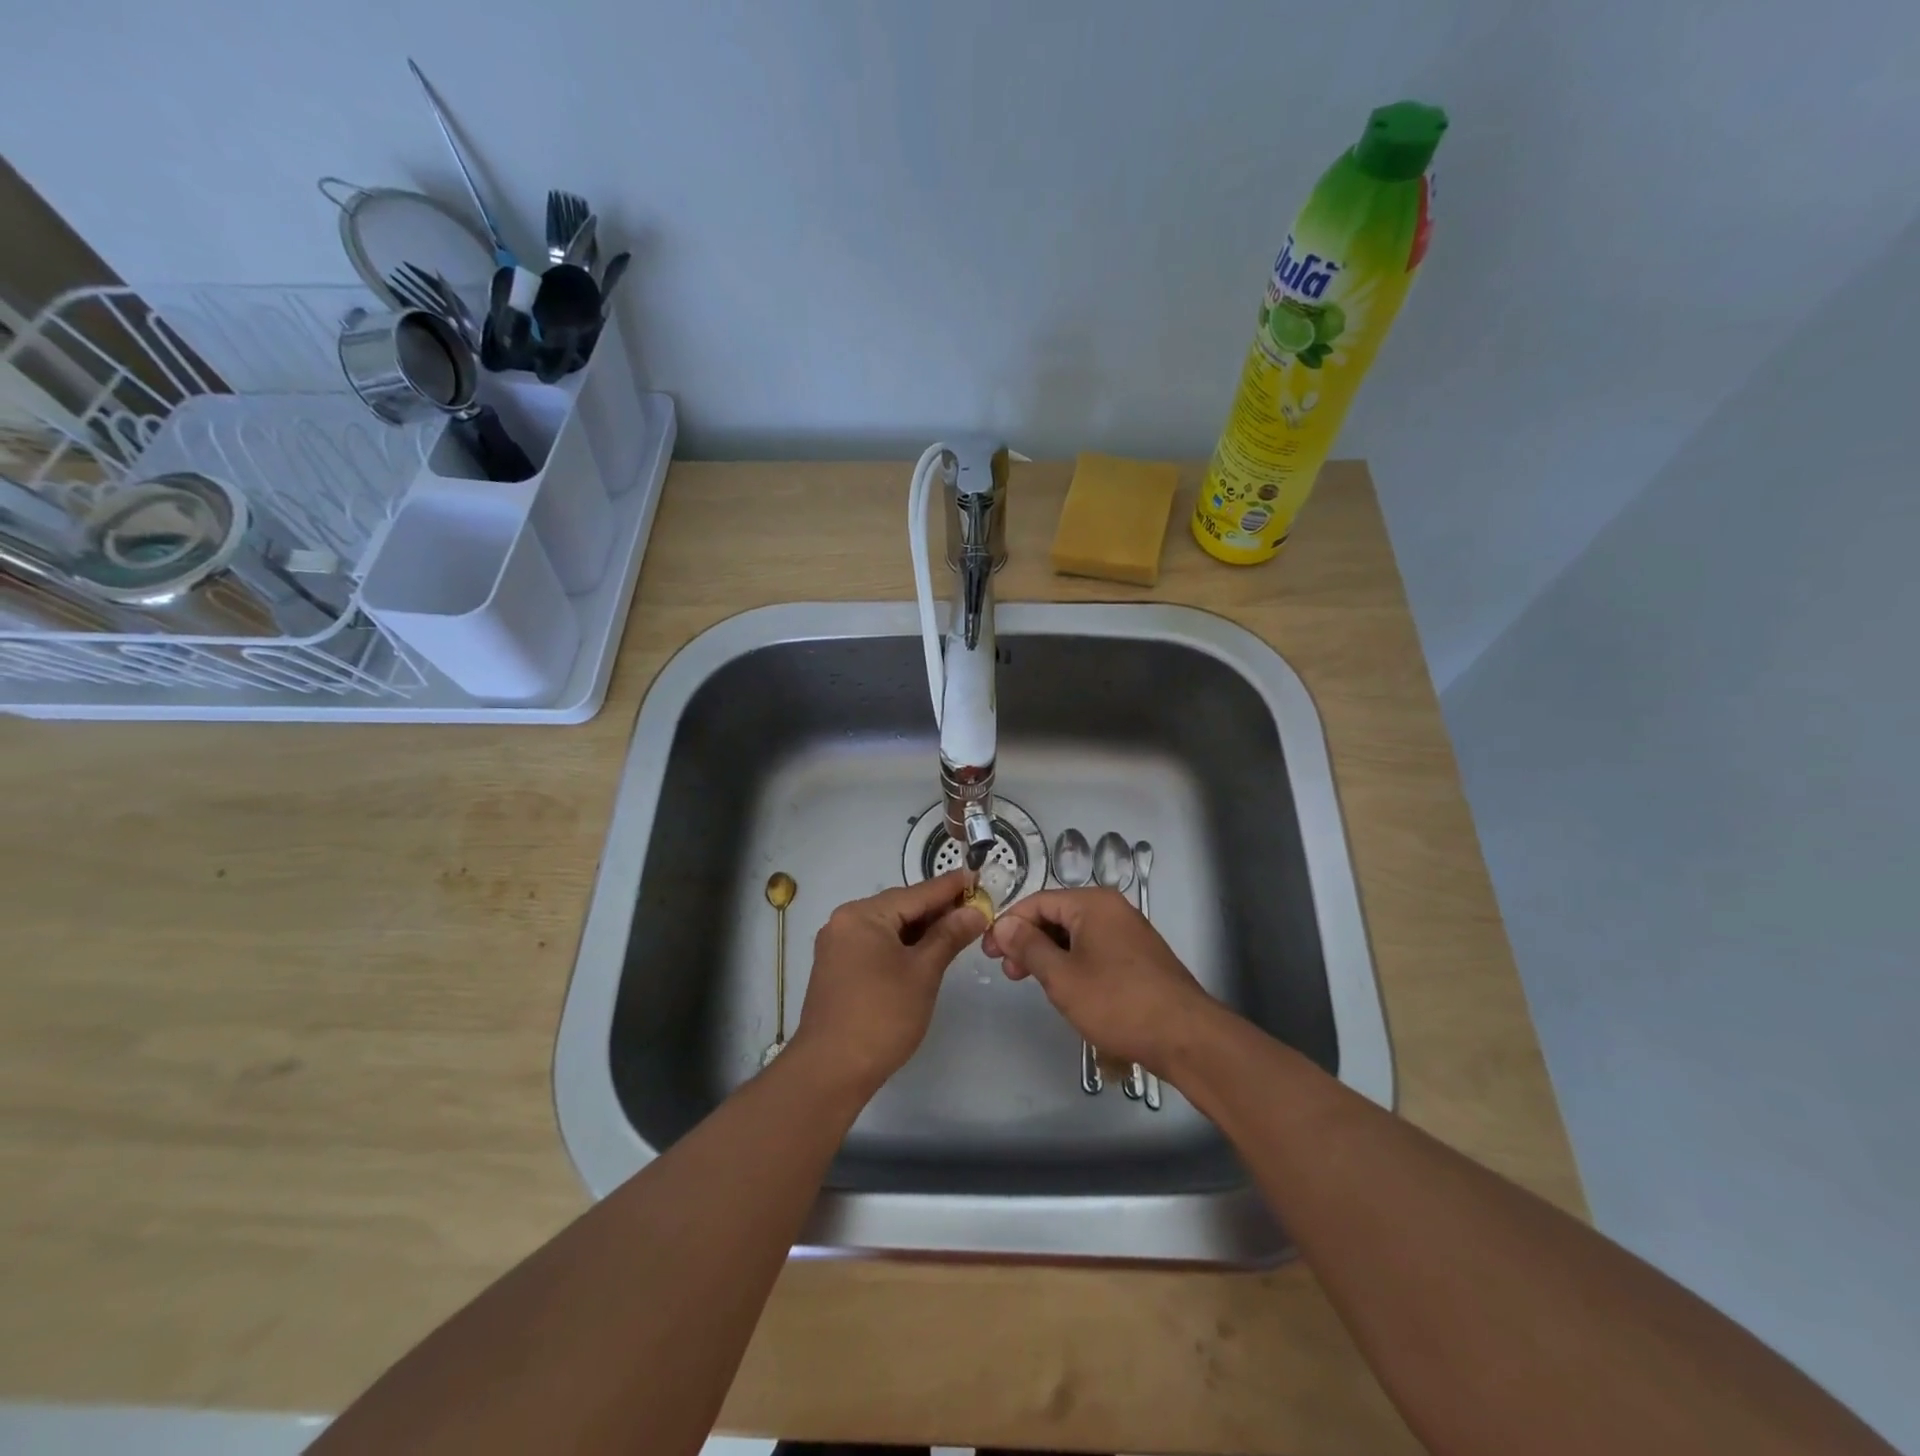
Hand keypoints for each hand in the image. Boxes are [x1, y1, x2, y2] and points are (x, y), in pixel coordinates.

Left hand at [788, 869, 986, 1097]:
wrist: (831, 1071)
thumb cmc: (882, 1016)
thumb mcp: (923, 972)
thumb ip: (949, 936)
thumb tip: (975, 910)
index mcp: (862, 915)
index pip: (917, 893)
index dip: (951, 886)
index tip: (978, 875)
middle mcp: (845, 922)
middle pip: (901, 907)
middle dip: (938, 909)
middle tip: (976, 908)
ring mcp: (838, 945)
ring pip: (889, 927)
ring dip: (922, 929)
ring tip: (959, 929)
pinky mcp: (838, 968)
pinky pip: (877, 944)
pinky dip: (903, 945)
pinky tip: (927, 951)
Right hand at [982, 888, 1217, 1075]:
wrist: (1186, 1037)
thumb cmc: (1118, 1003)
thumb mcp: (1062, 977)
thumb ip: (1028, 947)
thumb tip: (1004, 924)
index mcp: (1093, 903)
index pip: (1038, 902)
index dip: (1009, 924)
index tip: (988, 951)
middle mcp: (1112, 909)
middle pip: (1057, 916)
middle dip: (1028, 941)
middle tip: (1007, 972)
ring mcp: (1128, 932)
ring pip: (1075, 935)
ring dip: (1048, 954)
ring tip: (1031, 982)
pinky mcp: (1138, 956)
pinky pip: (1094, 949)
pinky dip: (1072, 962)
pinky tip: (1063, 987)